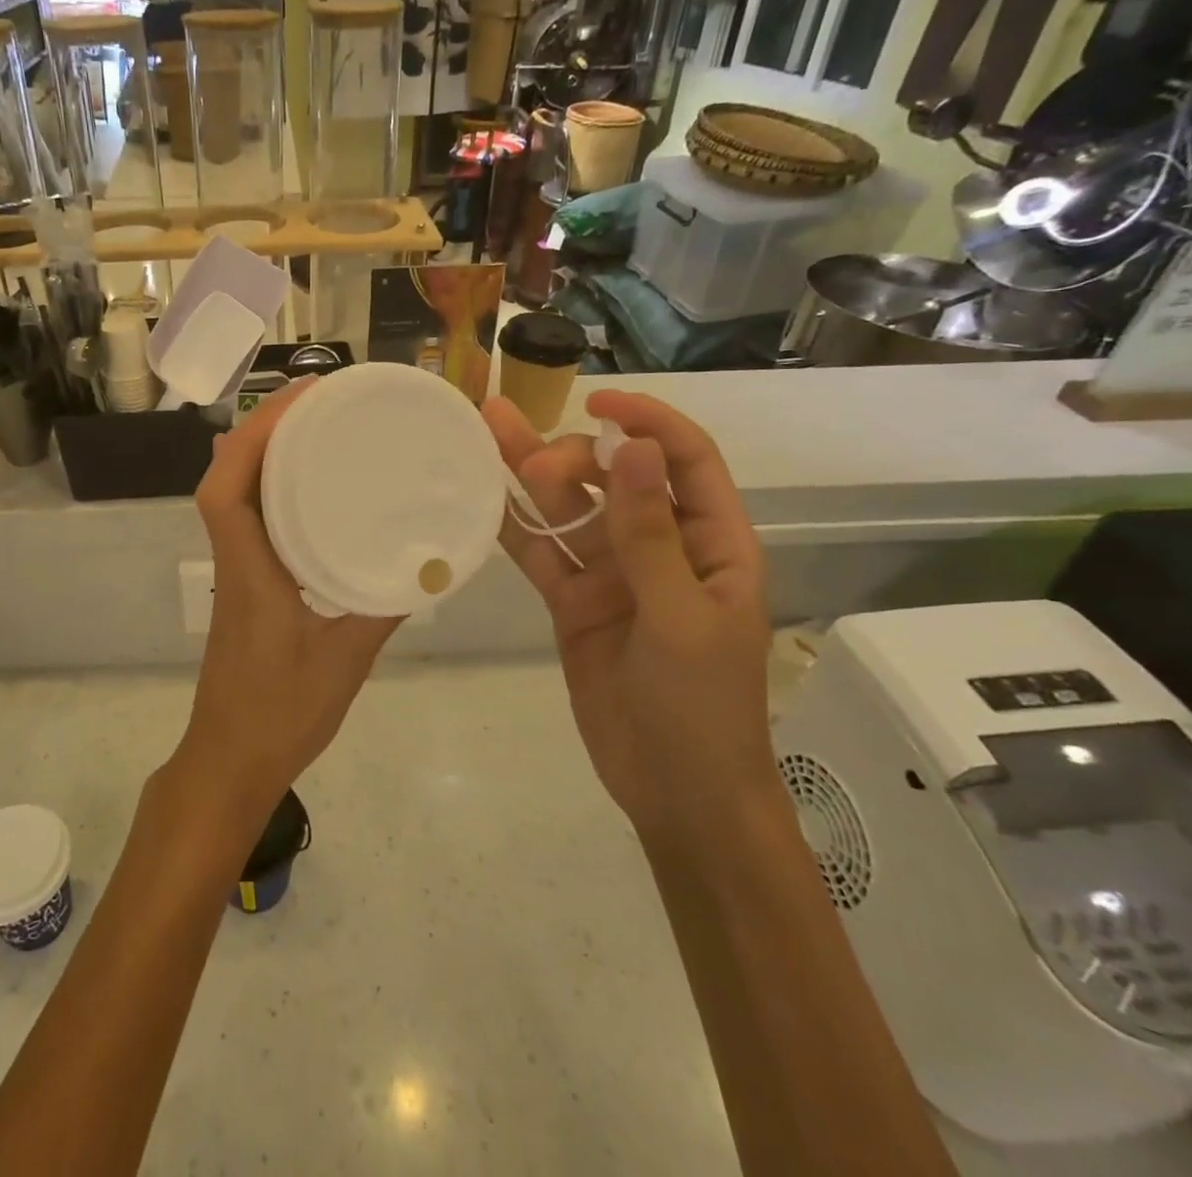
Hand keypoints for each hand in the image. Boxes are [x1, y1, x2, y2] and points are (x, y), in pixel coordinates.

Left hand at [175, 378, 401, 823]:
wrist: (230, 762)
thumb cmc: (282, 714)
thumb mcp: (346, 659)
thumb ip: (383, 607)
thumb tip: (427, 564)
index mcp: (247, 570)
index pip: (226, 487)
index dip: (253, 436)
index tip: (299, 400)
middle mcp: (233, 559)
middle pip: (227, 475)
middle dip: (264, 428)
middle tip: (321, 399)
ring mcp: (235, 571)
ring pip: (236, 494)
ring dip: (265, 452)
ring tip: (319, 427)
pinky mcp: (245, 585)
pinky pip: (252, 519)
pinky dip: (274, 489)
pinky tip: (314, 489)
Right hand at [482, 389, 772, 840]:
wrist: (676, 791)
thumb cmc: (703, 706)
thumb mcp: (681, 616)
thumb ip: (651, 533)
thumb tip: (633, 448)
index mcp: (711, 541)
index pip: (684, 459)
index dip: (646, 421)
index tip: (596, 400)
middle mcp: (660, 545)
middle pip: (614, 477)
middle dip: (574, 457)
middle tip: (532, 463)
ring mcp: (611, 573)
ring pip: (568, 510)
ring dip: (530, 475)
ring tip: (487, 432)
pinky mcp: (573, 600)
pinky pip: (540, 554)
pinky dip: (512, 529)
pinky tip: (480, 500)